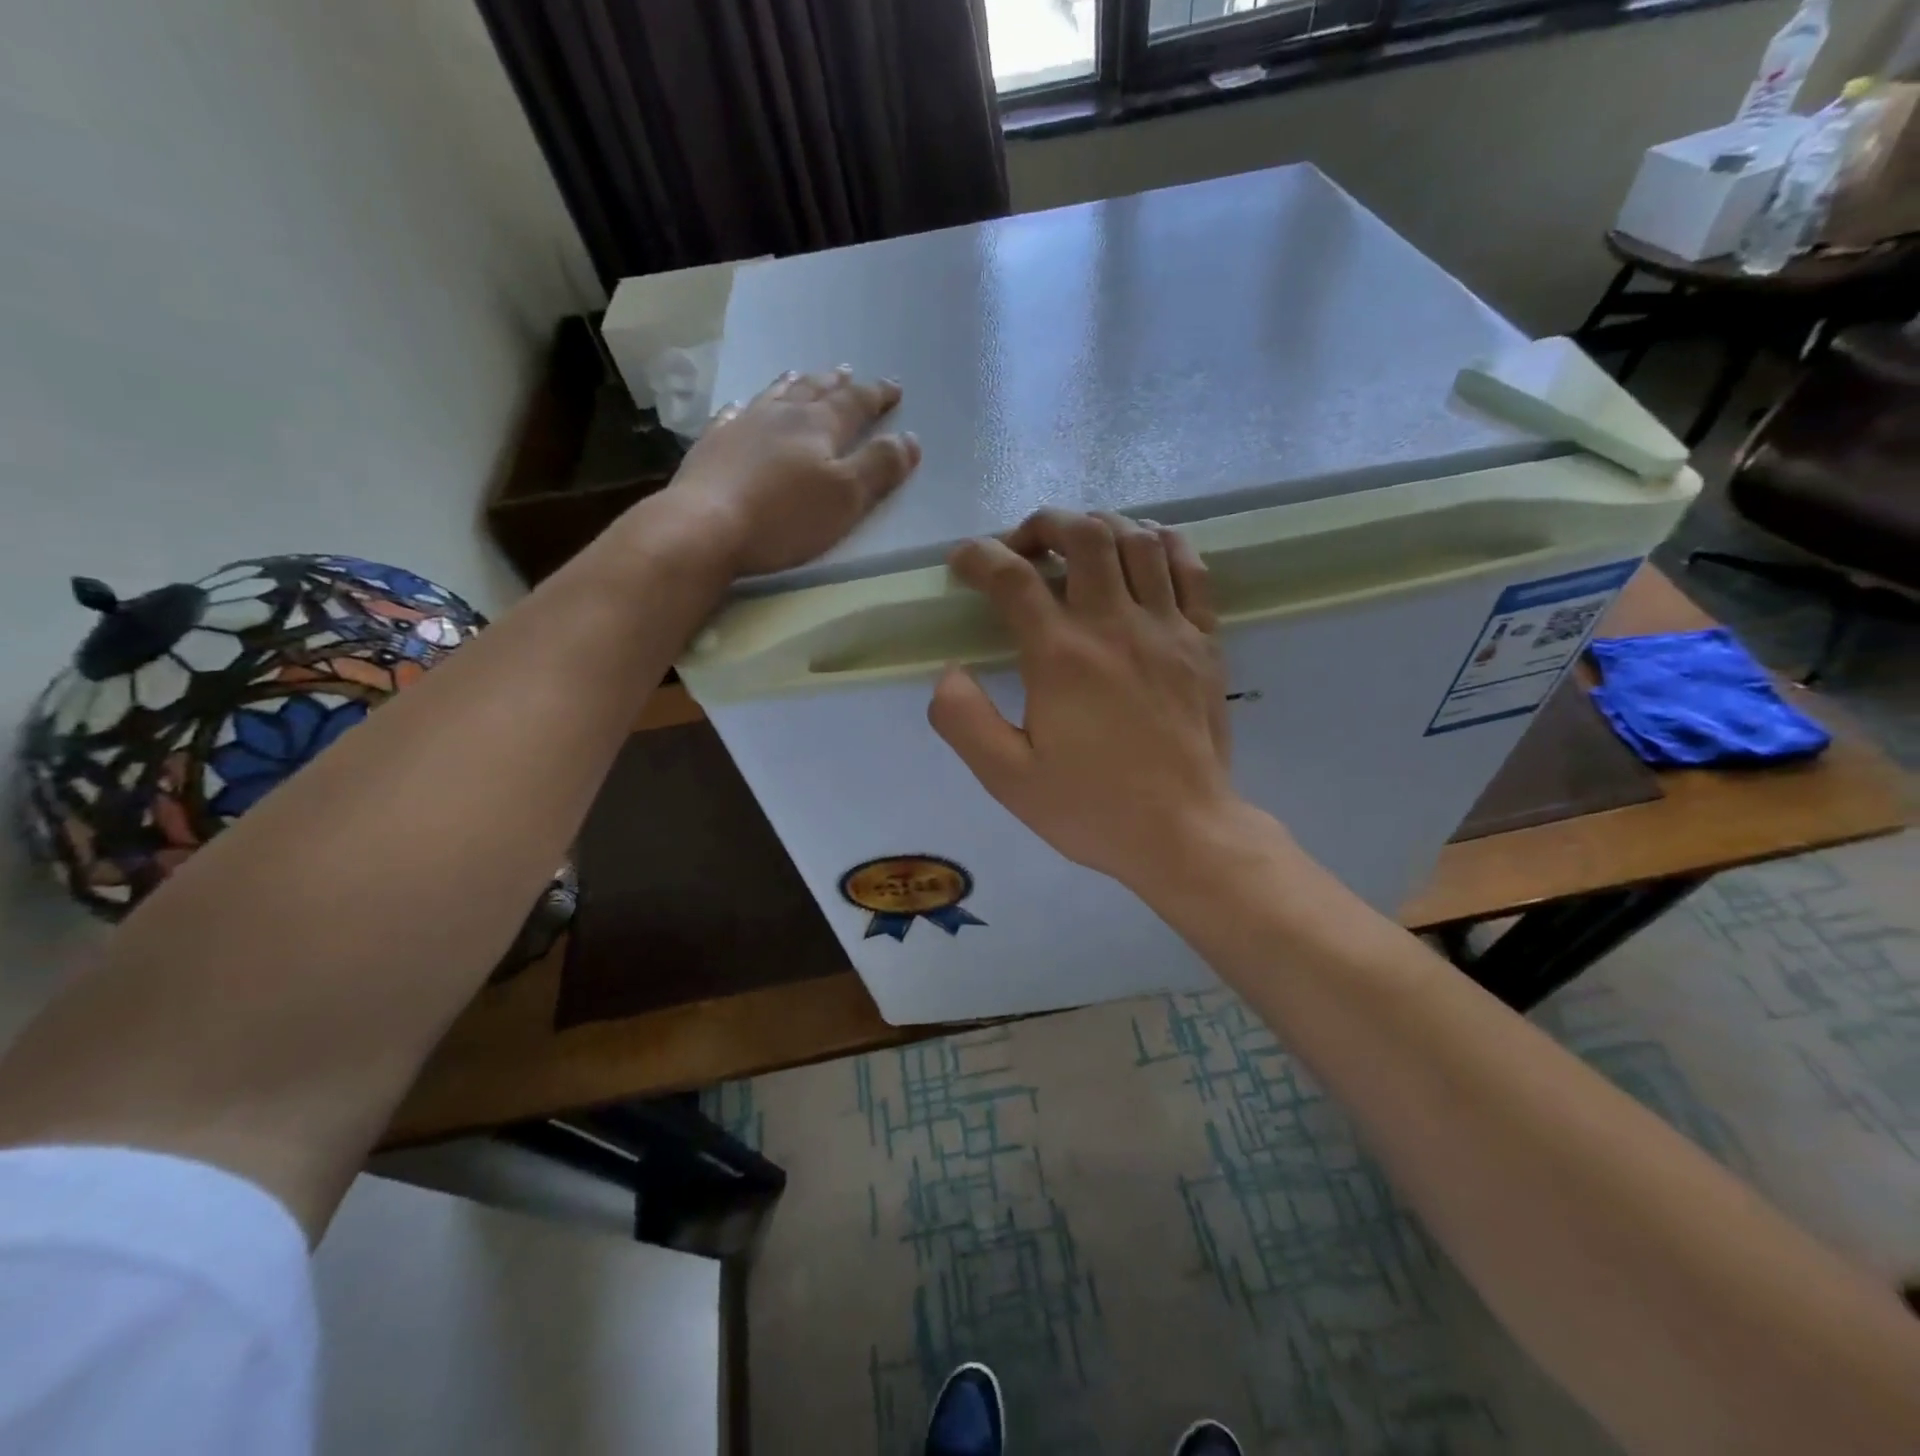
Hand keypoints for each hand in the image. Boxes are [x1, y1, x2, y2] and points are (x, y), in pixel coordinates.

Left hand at [664, 368, 920, 577]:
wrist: (705, 527)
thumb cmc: (785, 517)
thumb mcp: (847, 497)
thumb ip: (880, 466)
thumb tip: (909, 439)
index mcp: (819, 426)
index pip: (856, 403)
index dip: (877, 395)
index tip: (894, 388)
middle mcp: (781, 415)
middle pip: (814, 391)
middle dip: (837, 384)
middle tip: (849, 374)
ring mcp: (742, 426)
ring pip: (774, 395)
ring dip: (794, 385)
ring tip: (802, 375)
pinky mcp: (713, 446)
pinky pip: (732, 415)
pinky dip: (745, 407)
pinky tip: (741, 407)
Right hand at [928, 509, 1251, 891]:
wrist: (1183, 833)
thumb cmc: (1093, 808)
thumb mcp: (1008, 779)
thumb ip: (964, 721)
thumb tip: (949, 673)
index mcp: (1061, 656)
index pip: (1012, 577)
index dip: (978, 557)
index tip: (962, 562)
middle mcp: (1115, 625)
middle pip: (1082, 535)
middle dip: (1043, 525)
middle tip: (1022, 547)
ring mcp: (1168, 628)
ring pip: (1137, 540)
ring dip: (1099, 526)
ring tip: (1078, 543)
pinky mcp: (1204, 642)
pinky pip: (1190, 569)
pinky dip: (1163, 544)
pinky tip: (1144, 549)